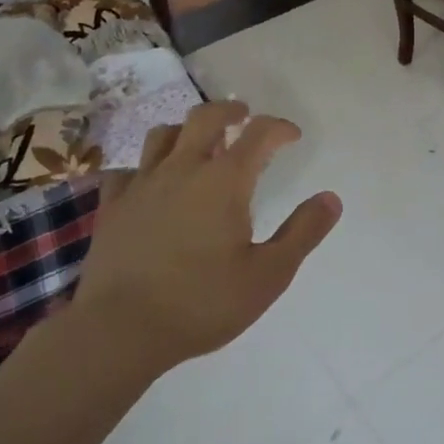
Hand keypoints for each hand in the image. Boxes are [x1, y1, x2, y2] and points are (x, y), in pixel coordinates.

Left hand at [65, 100, 341, 378]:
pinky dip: (143, 169)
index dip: (279, 127)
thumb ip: (302, 233)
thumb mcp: (268, 276)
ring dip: (186, 131)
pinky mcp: (112, 206)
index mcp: (225, 180)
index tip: (292, 136)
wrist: (117, 332)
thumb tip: (331, 198)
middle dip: (230, 111)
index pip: (259, 133)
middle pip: (206, 117)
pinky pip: (126, 171)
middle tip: (243, 117)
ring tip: (198, 144)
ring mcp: (142, 184)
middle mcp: (184, 169)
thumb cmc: (200, 303)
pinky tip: (148, 184)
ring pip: (163, 134)